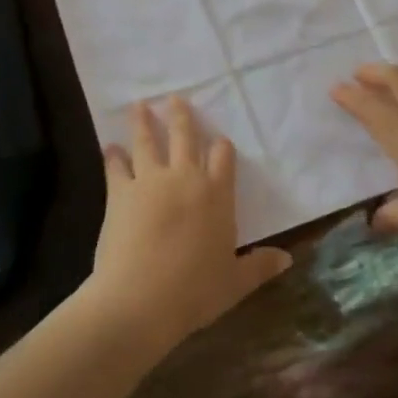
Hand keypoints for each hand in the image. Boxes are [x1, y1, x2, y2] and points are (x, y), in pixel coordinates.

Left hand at [85, 97, 292, 353]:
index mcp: (217, 196)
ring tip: (139, 105)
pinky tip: (110, 147)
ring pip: (148, 142)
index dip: (222, 146)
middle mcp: (186, 178)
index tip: (219, 140)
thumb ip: (259, 266)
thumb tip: (287, 258)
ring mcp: (150, 181)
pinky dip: (113, 156)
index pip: (224, 158)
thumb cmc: (194, 292)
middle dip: (181, 116)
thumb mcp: (234, 283)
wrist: (141, 299)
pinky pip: (116, 167)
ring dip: (143, 122)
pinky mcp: (120, 192)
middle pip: (185, 137)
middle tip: (175, 98)